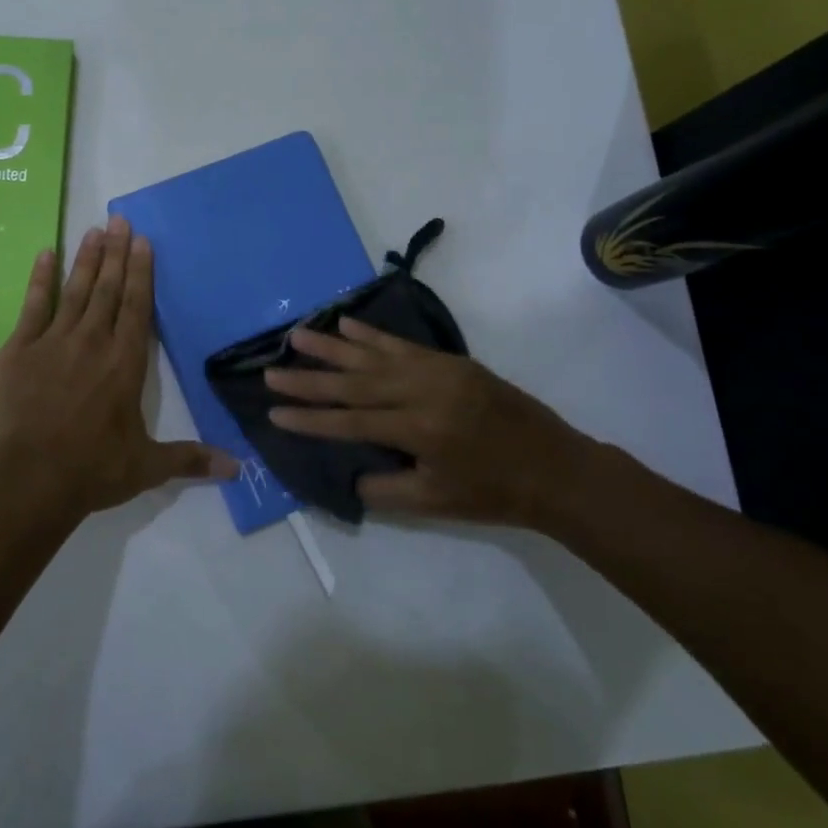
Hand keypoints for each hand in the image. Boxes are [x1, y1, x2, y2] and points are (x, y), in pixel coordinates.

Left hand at [0, 214, 237, 518]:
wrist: (28, 479)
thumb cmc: (92, 470)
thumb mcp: (147, 466)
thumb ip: (190, 459)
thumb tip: (238, 470)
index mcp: (125, 362)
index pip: (137, 307)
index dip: (141, 272)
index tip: (142, 241)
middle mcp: (92, 342)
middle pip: (107, 289)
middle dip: (116, 253)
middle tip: (119, 220)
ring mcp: (52, 342)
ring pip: (74, 290)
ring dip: (86, 259)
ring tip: (94, 230)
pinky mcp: (19, 350)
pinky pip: (32, 306)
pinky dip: (39, 280)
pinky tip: (45, 256)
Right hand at [265, 318, 601, 525]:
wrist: (556, 468)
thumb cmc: (494, 494)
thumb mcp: (434, 503)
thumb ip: (384, 489)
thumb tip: (349, 471)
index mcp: (420, 430)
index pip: (350, 422)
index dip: (309, 418)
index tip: (274, 411)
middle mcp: (423, 392)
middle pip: (354, 383)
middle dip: (309, 379)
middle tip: (271, 370)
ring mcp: (438, 371)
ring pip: (373, 356)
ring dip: (332, 347)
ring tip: (296, 335)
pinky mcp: (451, 361)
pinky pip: (402, 344)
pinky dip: (371, 335)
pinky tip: (346, 325)